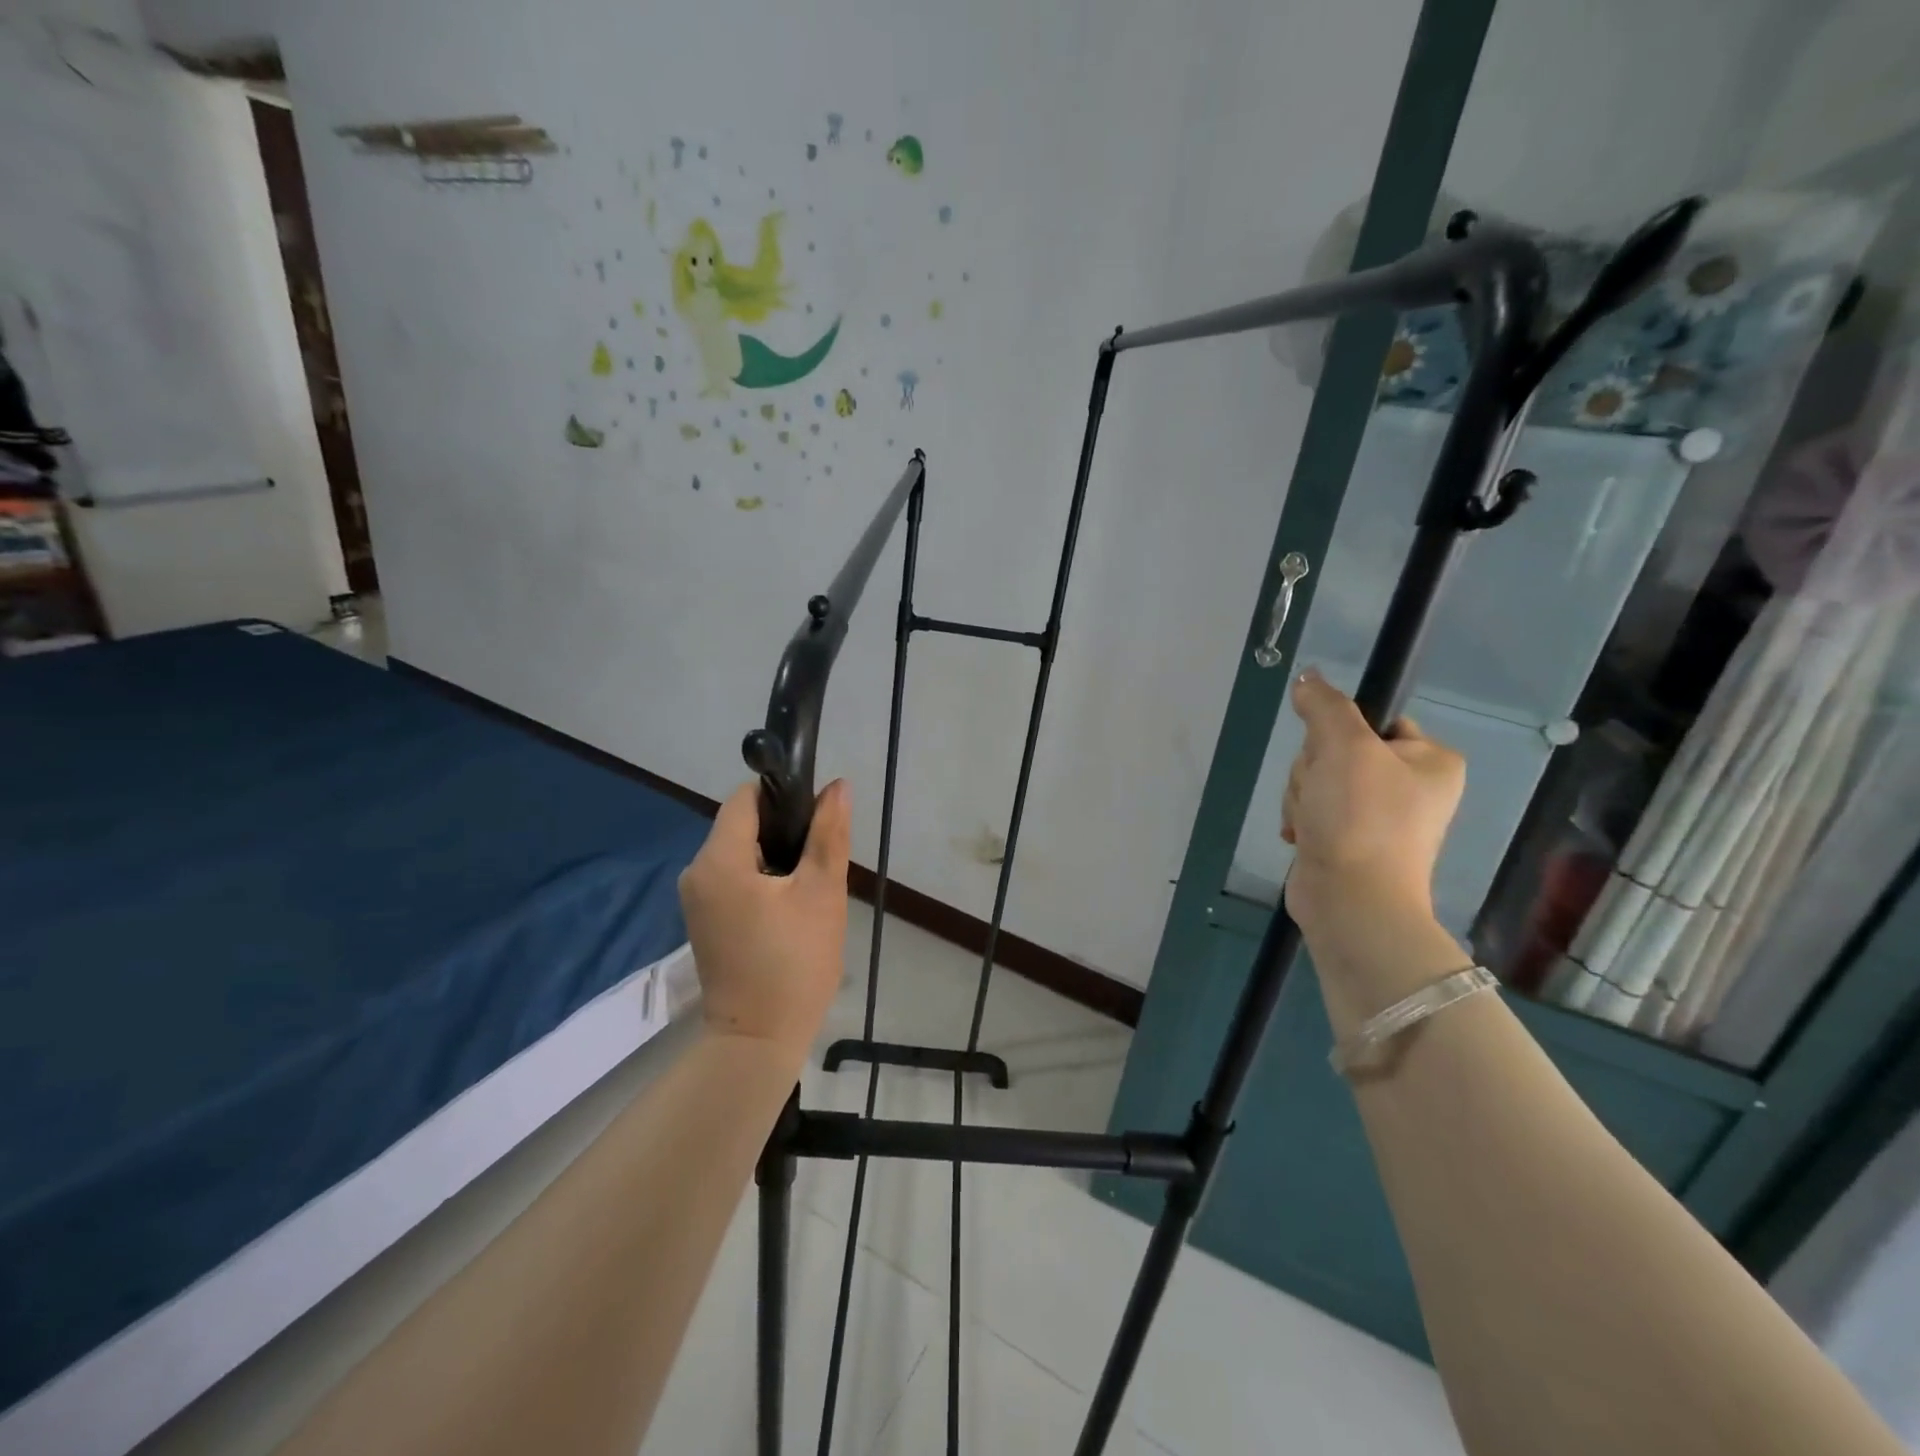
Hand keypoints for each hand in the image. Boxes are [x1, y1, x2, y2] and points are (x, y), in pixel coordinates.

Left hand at [678, 779, 851, 1061]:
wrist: (759, 1040)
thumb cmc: (794, 962)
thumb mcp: (821, 892)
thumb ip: (828, 834)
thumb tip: (837, 786)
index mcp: (718, 860)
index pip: (745, 798)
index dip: (783, 796)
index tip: (817, 817)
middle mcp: (697, 872)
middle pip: (742, 824)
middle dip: (784, 831)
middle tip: (820, 859)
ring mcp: (697, 898)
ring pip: (741, 852)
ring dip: (776, 857)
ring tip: (810, 886)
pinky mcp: (705, 919)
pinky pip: (735, 878)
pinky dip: (763, 879)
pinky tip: (791, 906)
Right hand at [1281, 668, 1464, 934]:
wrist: (1350, 900)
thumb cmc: (1360, 817)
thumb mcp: (1343, 746)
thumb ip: (1324, 705)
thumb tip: (1307, 677)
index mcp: (1430, 760)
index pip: (1376, 719)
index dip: (1341, 731)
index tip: (1334, 753)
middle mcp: (1411, 786)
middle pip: (1337, 749)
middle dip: (1314, 770)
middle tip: (1321, 794)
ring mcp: (1378, 816)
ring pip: (1318, 778)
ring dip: (1302, 796)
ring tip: (1312, 822)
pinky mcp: (1348, 839)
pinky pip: (1313, 808)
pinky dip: (1302, 818)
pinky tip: (1303, 836)